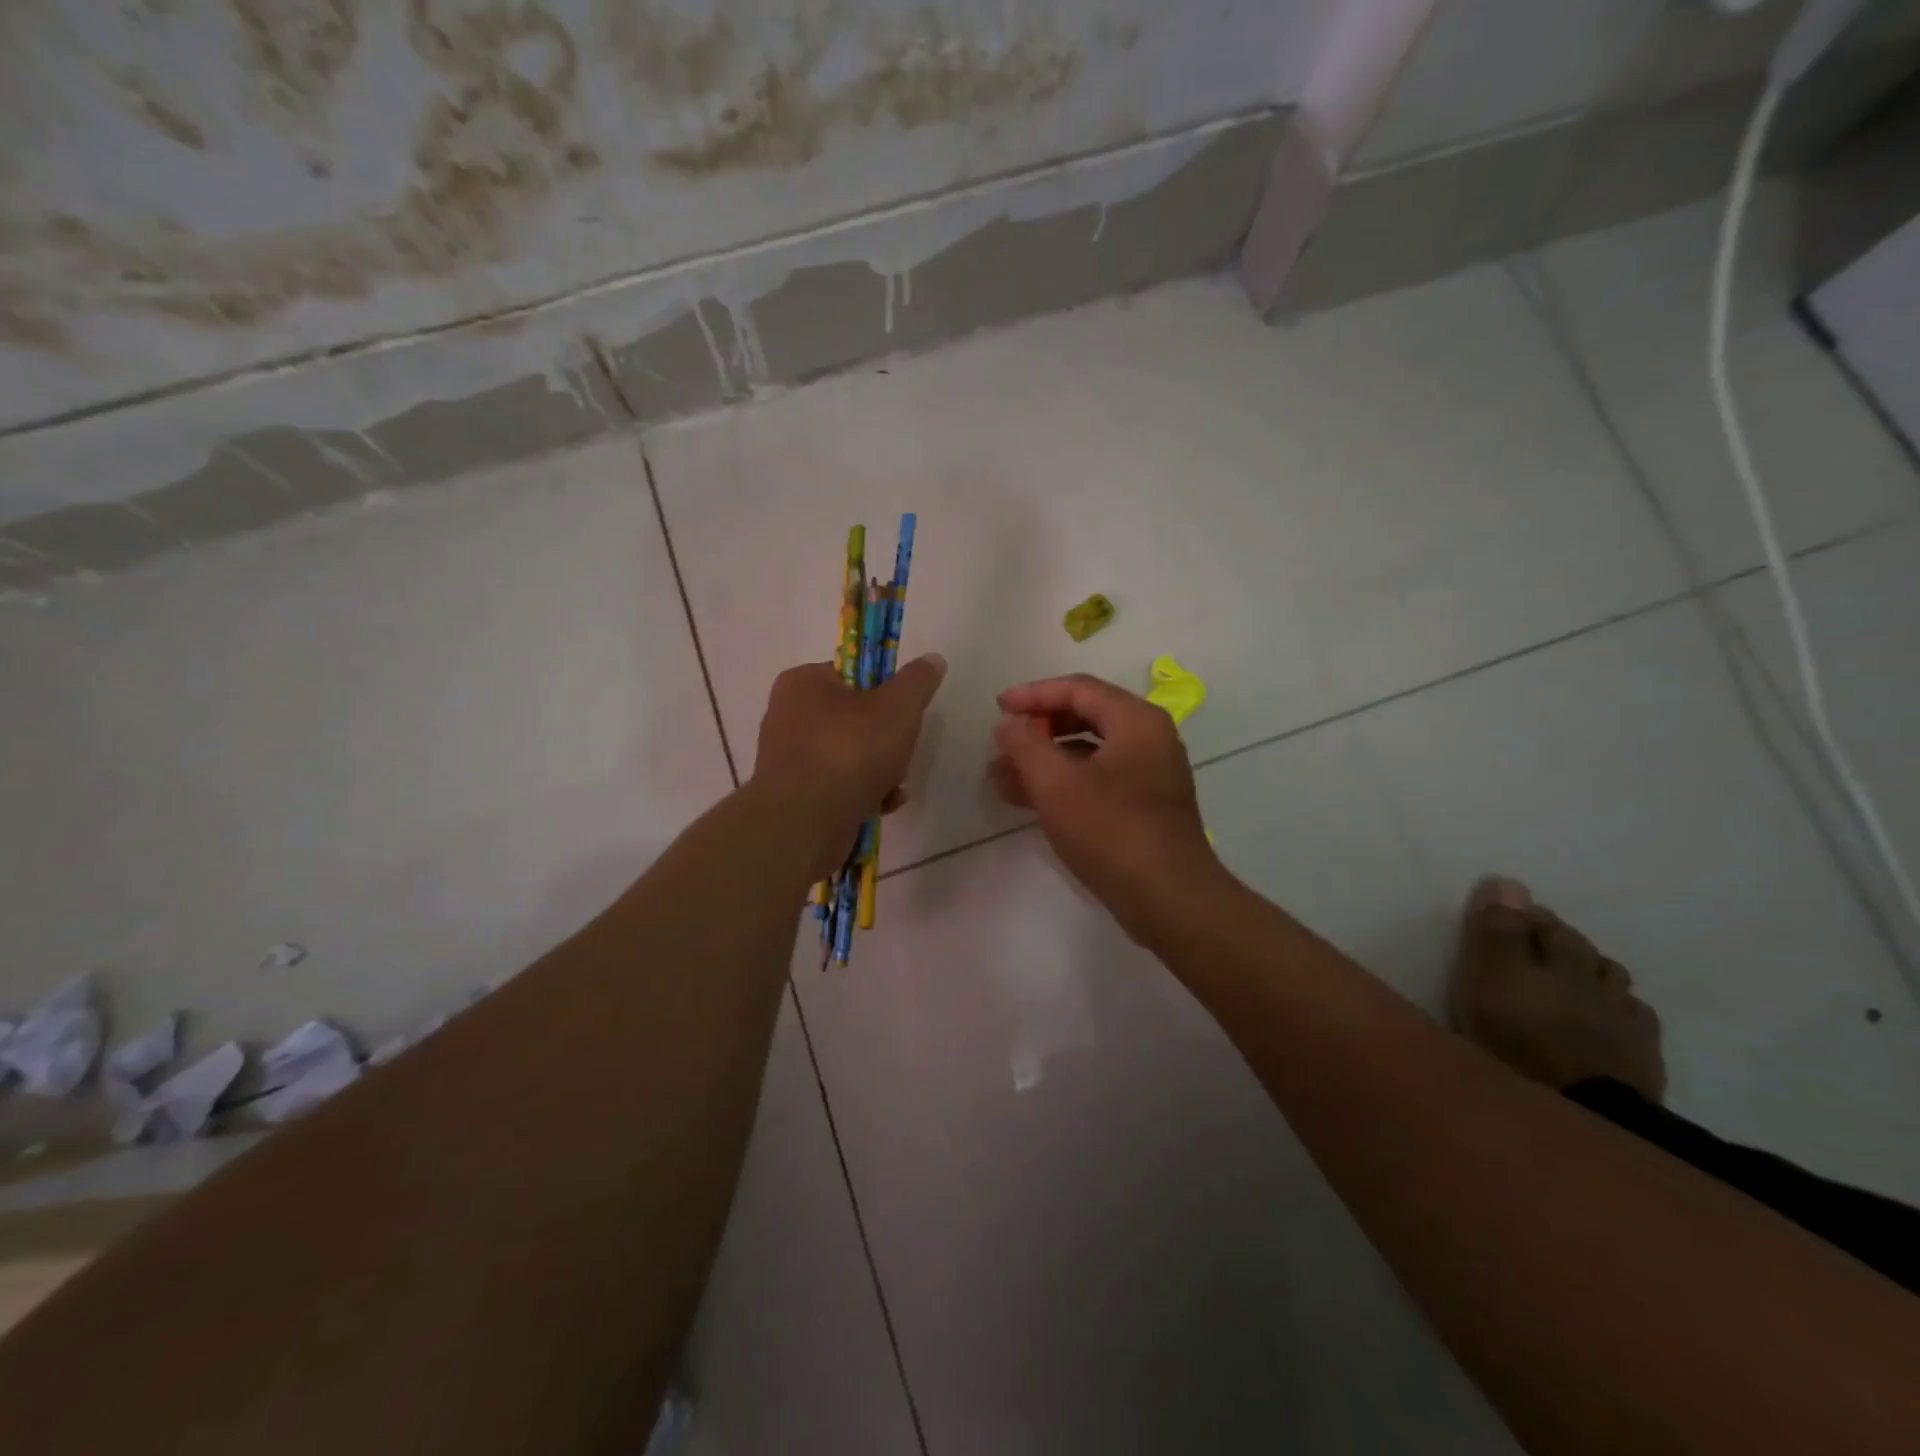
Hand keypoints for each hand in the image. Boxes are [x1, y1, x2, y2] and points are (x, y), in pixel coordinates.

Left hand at [750, 655, 947, 874]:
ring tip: (893, 785)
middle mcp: (787, 716)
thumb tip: (933, 659)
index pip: (851, 674)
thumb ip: (917, 681)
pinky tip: (882, 805)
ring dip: (879, 770)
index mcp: (802, 683)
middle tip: (900, 752)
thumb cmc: (850, 752)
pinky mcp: (793, 796)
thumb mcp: (897, 708)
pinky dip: (862, 793)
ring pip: (848, 755)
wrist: (806, 822)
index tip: (904, 712)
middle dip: (886, 739)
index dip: (884, 691)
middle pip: (854, 718)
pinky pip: (837, 786)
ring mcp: (788, 759)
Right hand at [989, 674, 1223, 939]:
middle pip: (1084, 716)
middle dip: (1038, 729)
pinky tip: (1027, 800)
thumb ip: (1026, 745)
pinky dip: (1063, 783)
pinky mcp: (1143, 805)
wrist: (1168, 898)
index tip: (999, 708)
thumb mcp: (1057, 784)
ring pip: (1088, 752)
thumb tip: (1008, 724)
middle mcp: (1148, 738)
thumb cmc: (1111, 831)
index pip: (1078, 689)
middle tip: (1002, 743)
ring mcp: (1149, 773)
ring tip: (1000, 777)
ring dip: (1044, 760)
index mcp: (1136, 721)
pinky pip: (1096, 779)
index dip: (1034, 694)